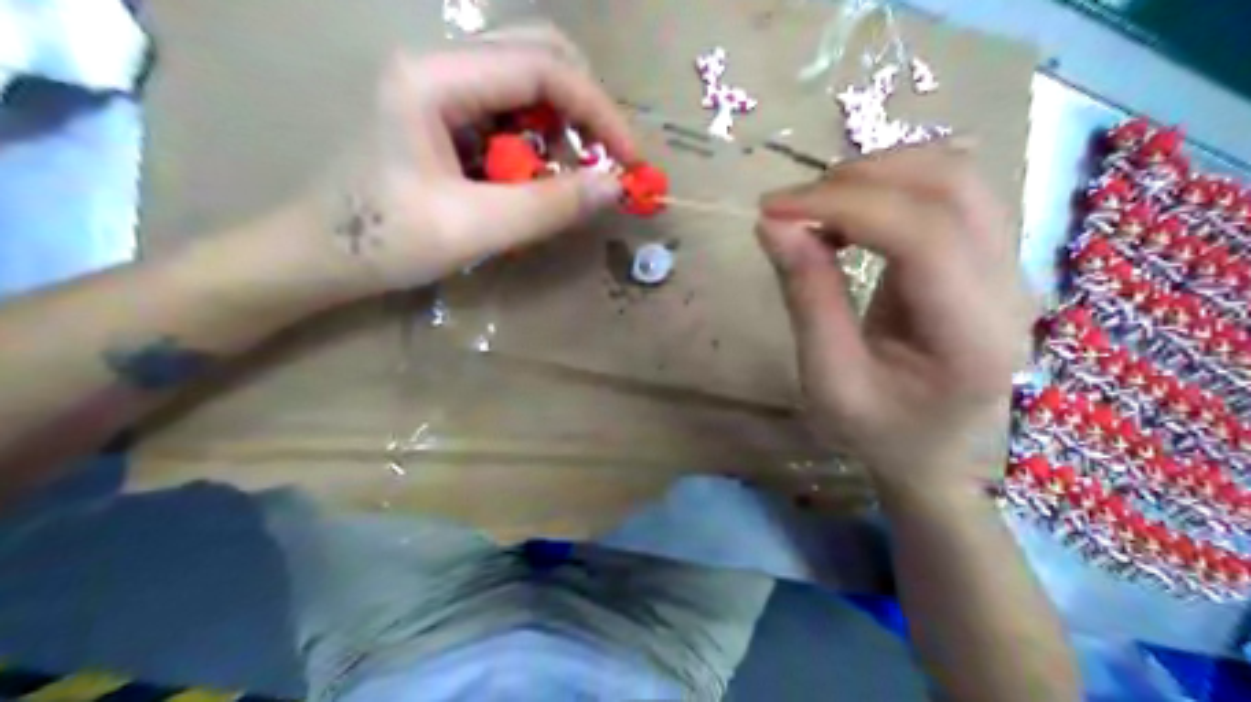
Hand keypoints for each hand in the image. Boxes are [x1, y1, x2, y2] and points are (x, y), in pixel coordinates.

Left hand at [303, 26, 636, 297]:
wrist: (317, 255)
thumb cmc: (384, 242)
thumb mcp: (474, 229)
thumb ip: (549, 206)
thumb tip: (616, 186)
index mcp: (433, 79)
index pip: (542, 67)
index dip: (598, 110)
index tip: (628, 161)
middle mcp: (436, 62)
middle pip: (537, 51)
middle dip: (583, 106)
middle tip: (602, 160)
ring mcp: (436, 82)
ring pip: (525, 76)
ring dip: (560, 124)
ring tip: (561, 179)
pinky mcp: (440, 107)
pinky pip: (506, 105)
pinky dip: (535, 138)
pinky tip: (529, 176)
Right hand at [758, 141, 1032, 492]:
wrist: (934, 450)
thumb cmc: (878, 431)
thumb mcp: (828, 381)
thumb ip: (807, 298)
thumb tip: (772, 223)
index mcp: (973, 338)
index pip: (924, 235)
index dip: (845, 205)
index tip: (774, 209)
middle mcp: (1009, 290)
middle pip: (951, 187)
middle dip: (860, 179)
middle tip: (793, 206)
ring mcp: (1010, 267)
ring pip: (956, 176)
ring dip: (878, 174)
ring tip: (819, 207)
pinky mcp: (993, 255)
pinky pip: (951, 191)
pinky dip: (893, 184)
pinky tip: (853, 213)